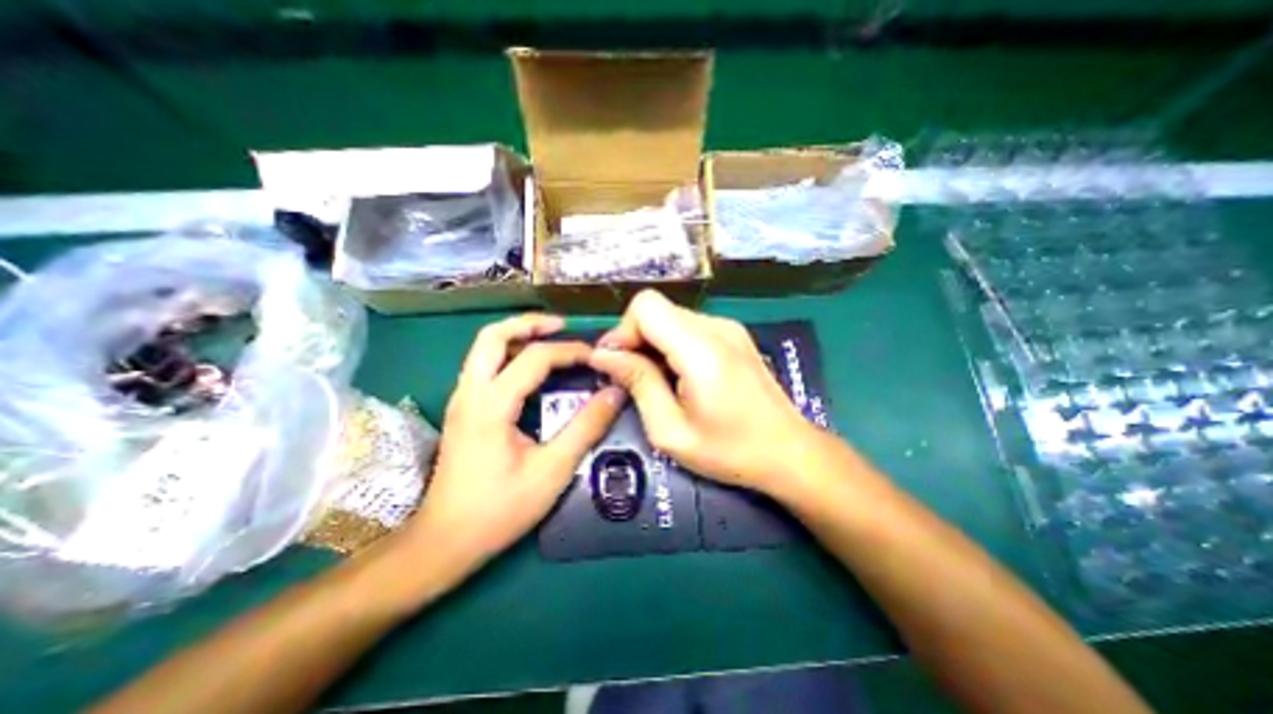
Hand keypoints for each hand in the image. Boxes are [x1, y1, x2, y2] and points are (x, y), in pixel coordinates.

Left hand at [405, 316, 626, 575]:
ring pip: (484, 347)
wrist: (444, 542)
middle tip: (562, 326)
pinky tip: (531, 367)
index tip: (597, 356)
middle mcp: (470, 393)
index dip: (570, 351)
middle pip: (492, 335)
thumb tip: (615, 393)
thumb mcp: (553, 470)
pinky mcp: (463, 410)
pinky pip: (484, 365)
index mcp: (491, 405)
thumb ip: (586, 428)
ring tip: (550, 338)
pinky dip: (509, 353)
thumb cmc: (499, 510)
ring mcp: (461, 399)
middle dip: (529, 323)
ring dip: (517, 335)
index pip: (534, 358)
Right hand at [589, 290, 820, 495]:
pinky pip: (688, 327)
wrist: (788, 451)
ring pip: (670, 317)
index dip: (623, 330)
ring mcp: (728, 327)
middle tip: (632, 378)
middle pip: (656, 309)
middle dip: (635, 339)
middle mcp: (716, 327)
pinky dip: (672, 344)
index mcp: (701, 350)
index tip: (617, 365)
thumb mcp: (671, 430)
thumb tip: (603, 354)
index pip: (646, 306)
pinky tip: (679, 375)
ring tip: (656, 381)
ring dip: (653, 343)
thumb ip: (637, 384)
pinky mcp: (733, 334)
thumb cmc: (729, 450)